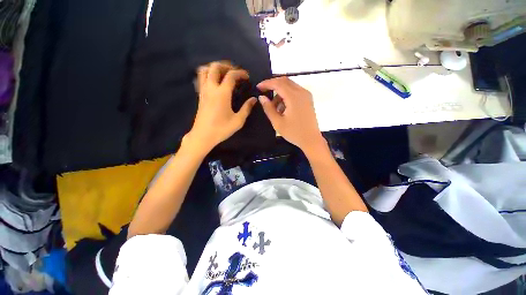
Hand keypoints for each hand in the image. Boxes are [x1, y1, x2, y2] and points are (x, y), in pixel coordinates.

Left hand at [184, 62, 256, 152]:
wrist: (203, 136)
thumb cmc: (222, 129)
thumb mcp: (238, 121)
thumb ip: (247, 108)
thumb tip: (253, 99)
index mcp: (222, 93)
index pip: (231, 75)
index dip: (240, 73)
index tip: (247, 77)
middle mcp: (211, 88)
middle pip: (215, 67)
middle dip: (226, 66)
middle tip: (235, 72)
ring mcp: (203, 91)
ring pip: (204, 70)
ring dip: (215, 68)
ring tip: (224, 74)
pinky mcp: (200, 95)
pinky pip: (201, 78)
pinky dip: (208, 74)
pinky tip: (215, 82)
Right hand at [257, 77, 325, 151]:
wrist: (311, 140)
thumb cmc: (294, 132)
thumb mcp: (278, 122)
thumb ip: (268, 108)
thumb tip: (261, 97)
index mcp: (294, 97)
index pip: (278, 84)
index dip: (267, 83)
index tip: (258, 87)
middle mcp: (301, 92)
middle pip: (285, 81)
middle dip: (273, 84)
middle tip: (264, 92)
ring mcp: (306, 95)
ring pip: (290, 86)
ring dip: (280, 92)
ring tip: (274, 107)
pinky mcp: (308, 100)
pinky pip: (295, 92)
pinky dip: (287, 95)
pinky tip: (283, 107)